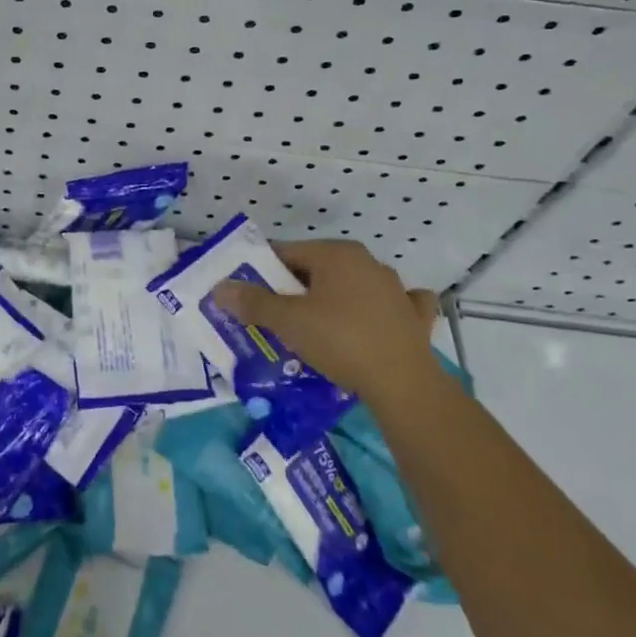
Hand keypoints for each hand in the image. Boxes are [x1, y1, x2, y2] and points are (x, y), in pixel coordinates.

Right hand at [212, 240, 440, 400]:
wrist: (403, 384)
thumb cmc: (340, 341)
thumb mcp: (289, 322)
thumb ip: (254, 302)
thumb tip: (221, 288)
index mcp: (336, 254)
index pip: (287, 252)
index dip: (263, 271)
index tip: (249, 294)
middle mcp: (367, 262)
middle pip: (317, 269)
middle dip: (294, 289)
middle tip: (274, 316)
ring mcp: (395, 288)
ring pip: (352, 286)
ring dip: (333, 300)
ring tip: (314, 327)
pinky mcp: (414, 317)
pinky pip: (391, 306)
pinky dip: (379, 311)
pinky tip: (374, 322)